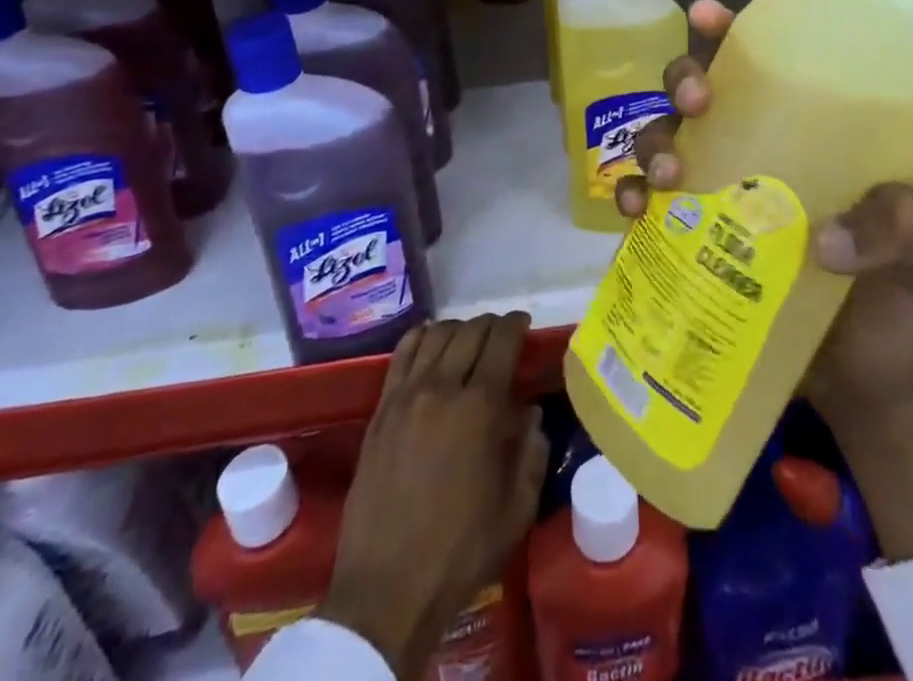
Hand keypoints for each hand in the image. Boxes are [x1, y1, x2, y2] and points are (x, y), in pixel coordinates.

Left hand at [318, 315, 548, 678]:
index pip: (502, 341)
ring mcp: (406, 396)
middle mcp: (443, 387)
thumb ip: (532, 453)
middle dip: (491, 324)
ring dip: (458, 328)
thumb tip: (530, 413)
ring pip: (436, 335)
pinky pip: (401, 354)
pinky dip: (420, 337)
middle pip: (470, 332)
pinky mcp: (380, 411)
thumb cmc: (460, 551)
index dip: (516, 325)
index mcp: (481, 407)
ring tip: (468, 339)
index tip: (524, 324)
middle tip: (501, 334)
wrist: (386, 590)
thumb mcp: (516, 510)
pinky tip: (429, 342)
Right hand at [619, 0, 912, 414]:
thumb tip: (825, 240)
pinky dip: (632, 200)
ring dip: (653, 141)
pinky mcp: (696, 243)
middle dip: (685, 79)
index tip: (707, 19)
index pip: (771, 63)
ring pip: (667, 139)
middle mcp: (761, 149)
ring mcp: (724, 195)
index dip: (731, 32)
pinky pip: (650, 208)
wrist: (877, 385)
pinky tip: (634, 214)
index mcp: (817, 131)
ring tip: (666, 176)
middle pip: (703, 90)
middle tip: (697, 104)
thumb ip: (911, 227)